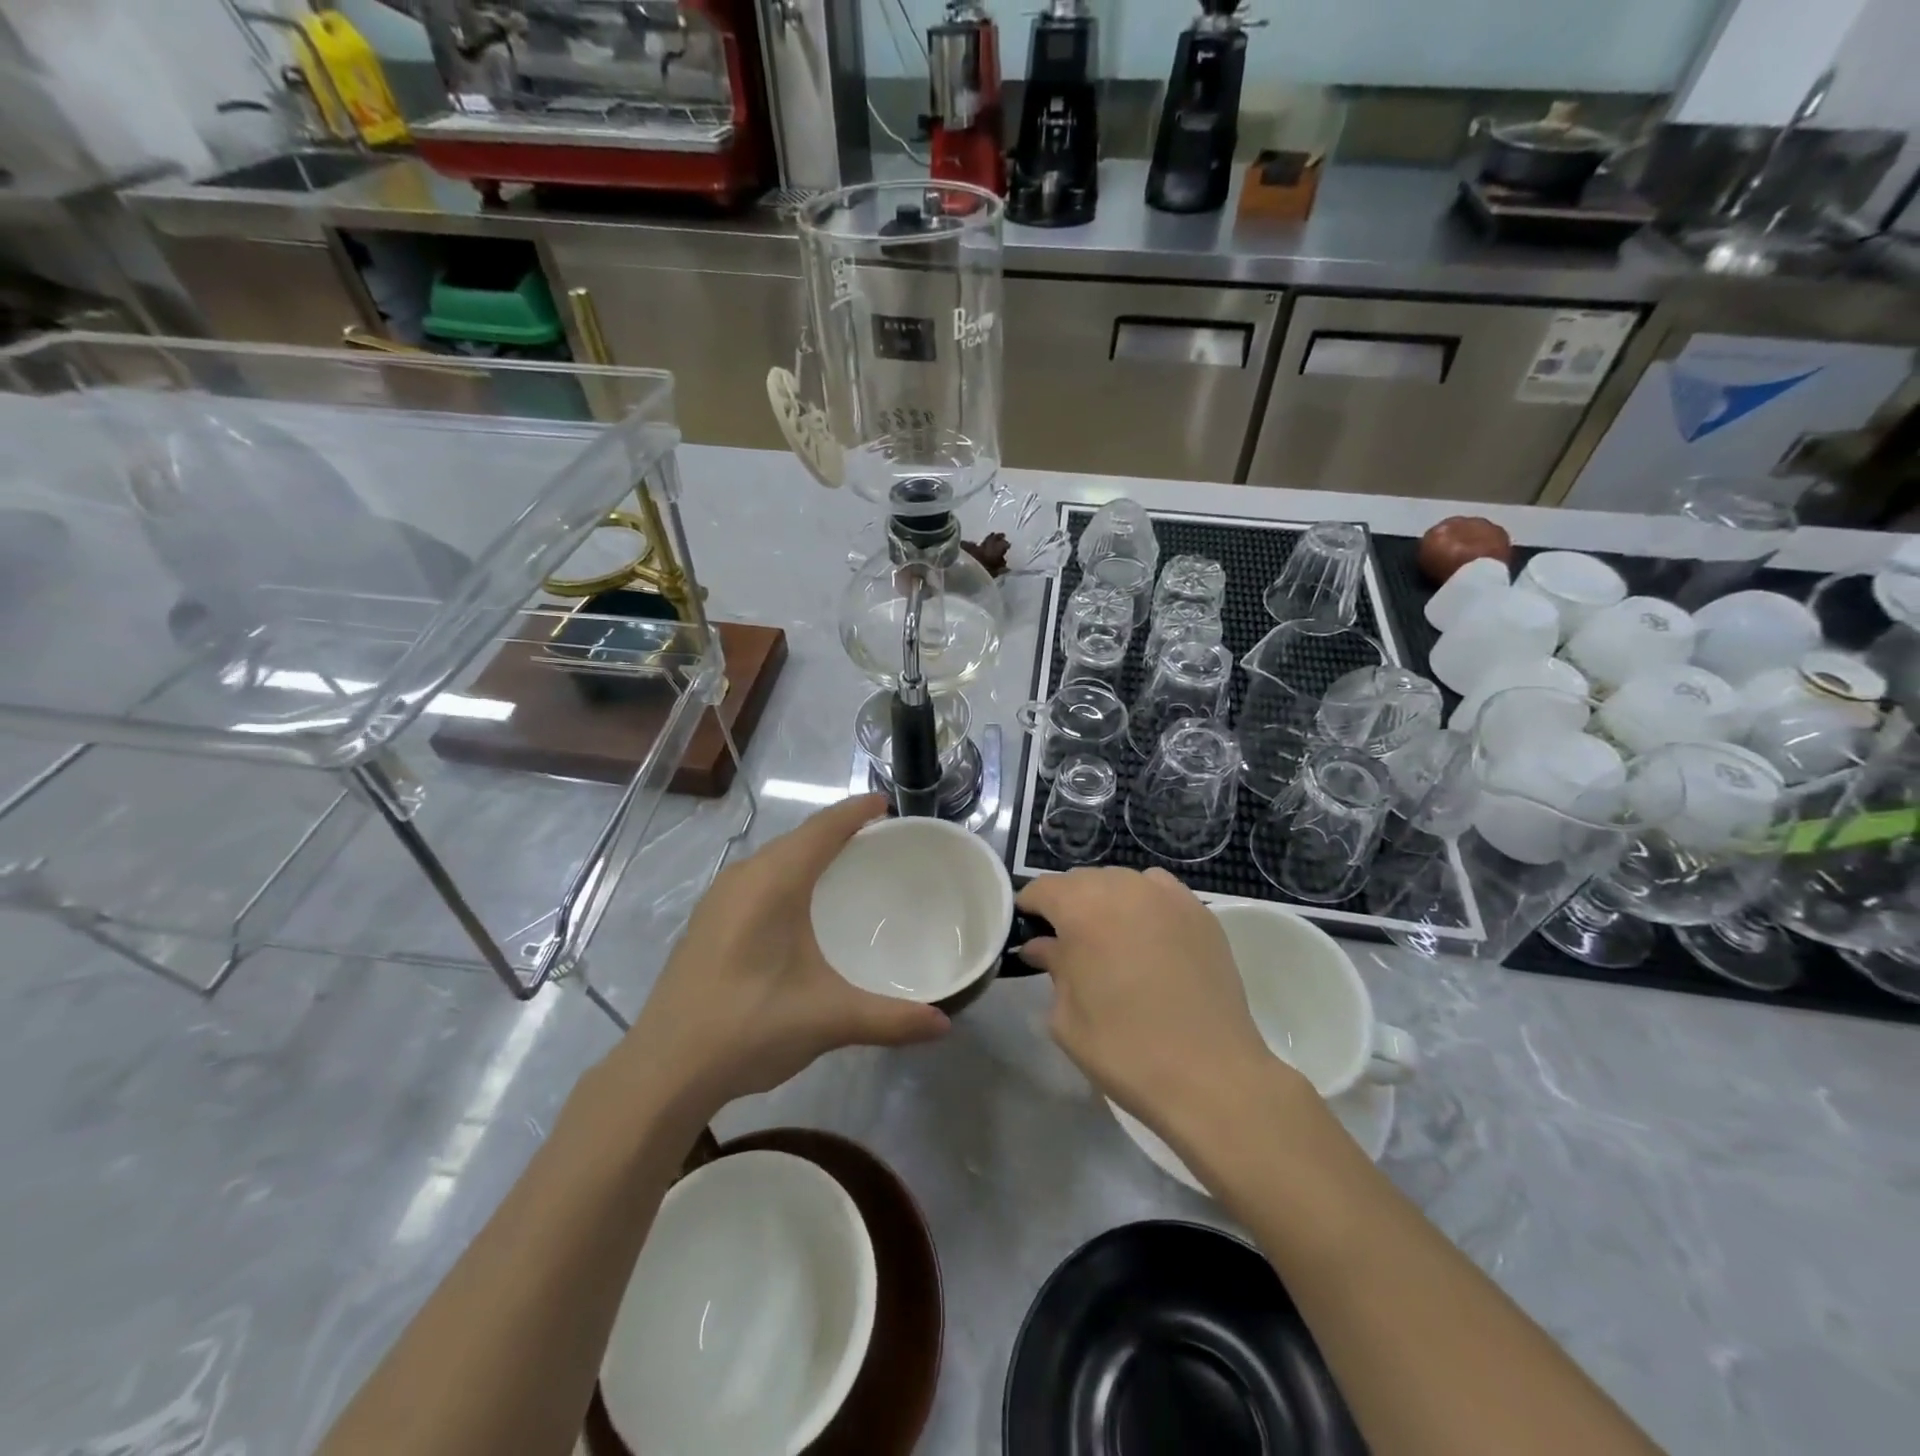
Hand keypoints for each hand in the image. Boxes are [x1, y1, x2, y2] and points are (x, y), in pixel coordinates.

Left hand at [620, 796, 950, 1109]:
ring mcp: (719, 900)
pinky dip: (787, 874)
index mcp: (774, 882)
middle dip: (837, 830)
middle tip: (878, 840)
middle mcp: (744, 878)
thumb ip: (890, 1018)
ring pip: (774, 858)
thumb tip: (944, 1025)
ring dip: (809, 852)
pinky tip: (799, 906)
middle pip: (798, 838)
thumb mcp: (829, 1019)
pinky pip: (757, 878)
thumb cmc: (749, 1026)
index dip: (855, 811)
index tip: (887, 804)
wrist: (664, 1070)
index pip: (822, 829)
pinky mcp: (707, 922)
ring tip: (845, 865)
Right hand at [1016, 867, 1303, 1137]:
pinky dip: (1145, 906)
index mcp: (1082, 908)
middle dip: (1068, 905)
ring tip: (1110, 940)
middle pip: (1082, 881)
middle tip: (1067, 944)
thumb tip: (1043, 946)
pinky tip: (1148, 939)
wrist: (1210, 1076)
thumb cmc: (1124, 1049)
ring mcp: (1168, 896)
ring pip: (1122, 882)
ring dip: (1107, 902)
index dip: (1029, 908)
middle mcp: (1124, 887)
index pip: (1042, 888)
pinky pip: (1159, 894)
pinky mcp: (1201, 912)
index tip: (1027, 931)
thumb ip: (1052, 967)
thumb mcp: (1067, 1017)